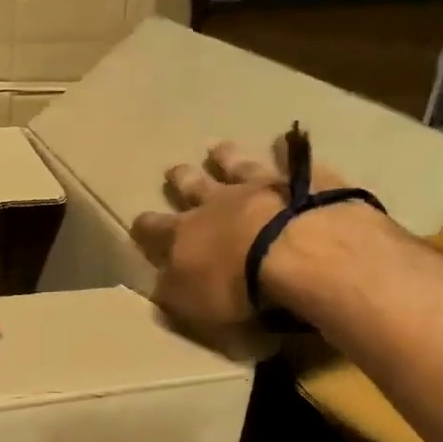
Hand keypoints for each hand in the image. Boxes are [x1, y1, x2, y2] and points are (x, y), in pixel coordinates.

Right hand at [130, 140, 350, 329]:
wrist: (298, 251)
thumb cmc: (237, 285)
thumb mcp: (191, 302)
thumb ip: (172, 291)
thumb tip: (159, 283)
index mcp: (185, 235)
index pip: (155, 228)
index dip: (145, 227)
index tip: (139, 223)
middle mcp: (218, 203)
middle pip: (192, 186)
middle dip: (180, 179)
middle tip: (173, 169)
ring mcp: (261, 186)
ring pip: (236, 165)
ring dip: (224, 156)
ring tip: (216, 147)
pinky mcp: (303, 180)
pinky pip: (292, 159)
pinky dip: (286, 149)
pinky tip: (285, 138)